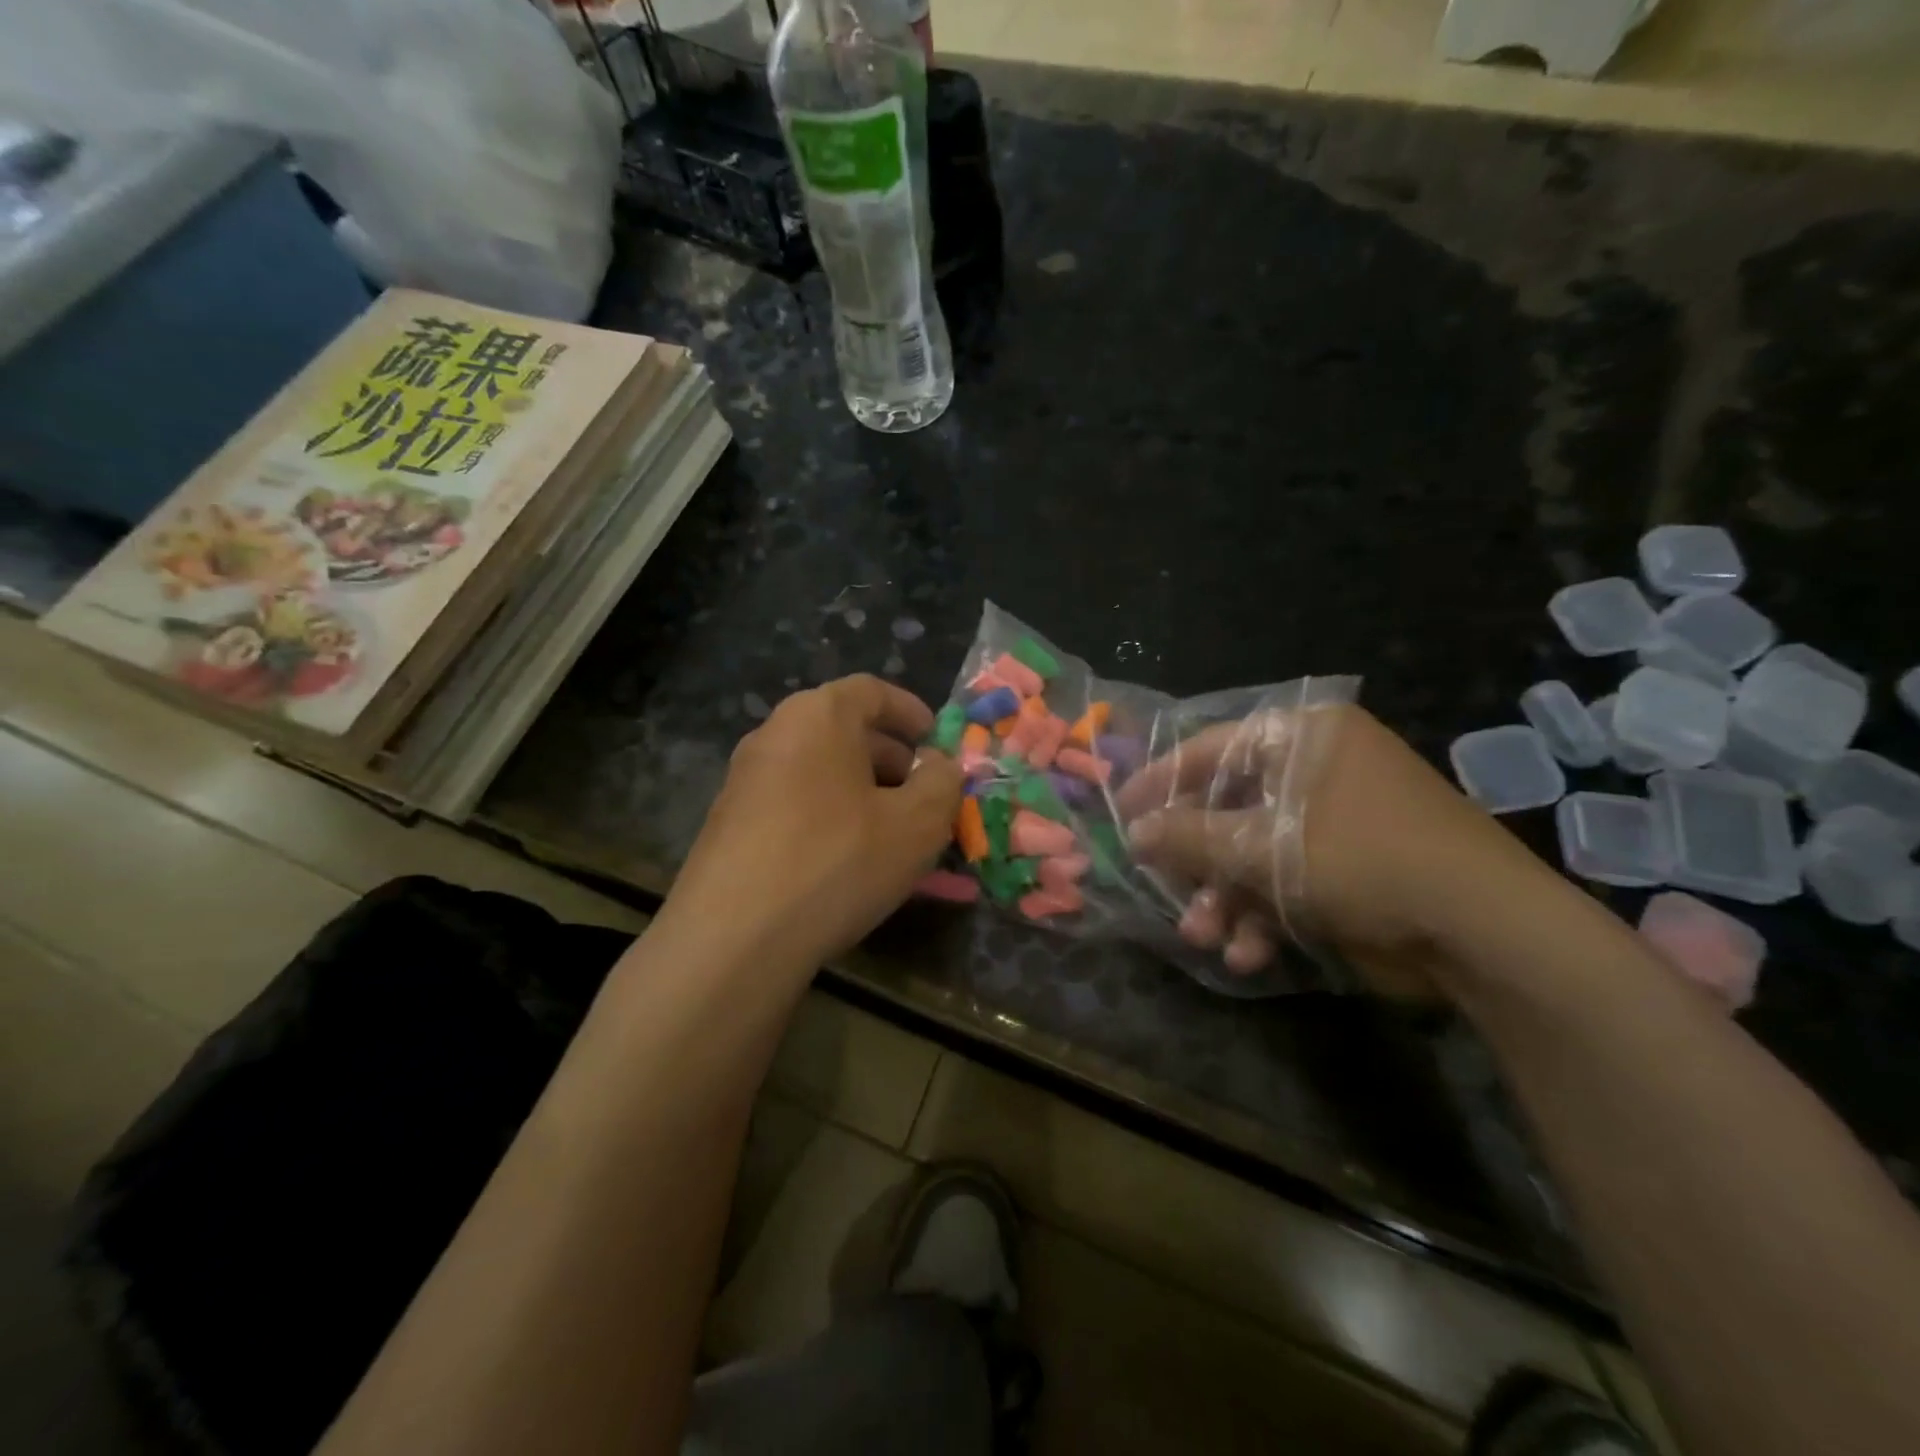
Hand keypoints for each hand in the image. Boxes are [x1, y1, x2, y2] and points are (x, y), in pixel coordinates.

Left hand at [659, 675, 964, 977]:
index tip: (937, 743)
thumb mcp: (917, 823)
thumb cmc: (836, 861)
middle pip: (844, 732)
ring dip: (864, 796)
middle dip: (893, 761)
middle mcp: (774, 735)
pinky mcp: (728, 825)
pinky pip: (795, 808)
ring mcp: (744, 781)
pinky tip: (850, 865)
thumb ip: (942, 783)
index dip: (911, 712)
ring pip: (821, 774)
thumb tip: (940, 766)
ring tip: (894, 838)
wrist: (732, 939)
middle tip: (924, 797)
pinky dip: (830, 822)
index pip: (872, 690)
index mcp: (818, 716)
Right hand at [1116, 705, 1546, 998]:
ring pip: (1253, 853)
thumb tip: (1134, 831)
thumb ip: (1188, 837)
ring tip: (1203, 935)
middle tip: (1161, 887)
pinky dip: (1263, 917)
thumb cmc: (1361, 859)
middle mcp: (1318, 771)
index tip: (1120, 813)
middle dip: (1196, 860)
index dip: (1160, 781)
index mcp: (1304, 738)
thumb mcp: (1261, 846)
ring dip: (1224, 898)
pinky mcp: (1349, 869)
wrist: (1481, 932)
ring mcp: (1335, 822)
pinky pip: (1287, 882)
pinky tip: (1248, 954)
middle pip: (1228, 807)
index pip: (1212, 749)